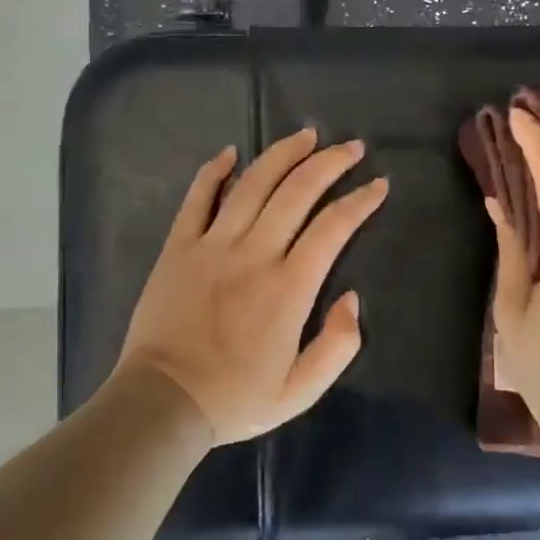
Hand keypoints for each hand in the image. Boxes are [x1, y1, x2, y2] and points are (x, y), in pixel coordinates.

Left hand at [114, 128, 388, 445]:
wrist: (162, 403)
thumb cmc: (235, 399)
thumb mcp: (301, 391)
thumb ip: (338, 346)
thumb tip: (351, 298)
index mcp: (289, 287)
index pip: (334, 227)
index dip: (360, 200)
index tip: (378, 184)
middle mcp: (254, 253)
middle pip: (298, 191)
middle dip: (330, 163)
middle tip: (351, 147)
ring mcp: (212, 245)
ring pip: (253, 184)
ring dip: (283, 154)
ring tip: (306, 136)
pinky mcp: (178, 247)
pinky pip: (197, 198)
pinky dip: (214, 171)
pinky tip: (230, 152)